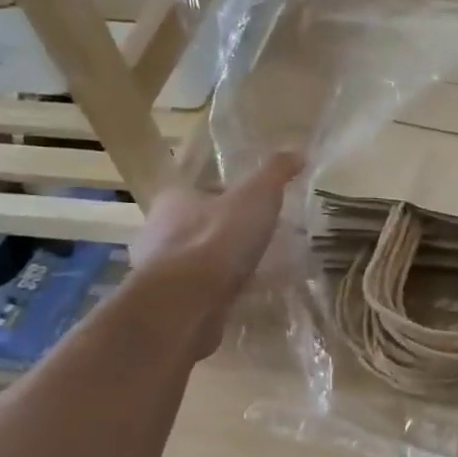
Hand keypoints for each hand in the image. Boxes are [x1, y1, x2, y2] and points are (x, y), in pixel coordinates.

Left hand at [129, 151, 303, 356]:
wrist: (186, 305)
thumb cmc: (217, 240)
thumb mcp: (256, 196)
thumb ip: (275, 172)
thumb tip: (298, 151)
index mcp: (173, 201)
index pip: (203, 191)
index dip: (231, 196)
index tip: (258, 207)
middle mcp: (159, 233)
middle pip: (200, 226)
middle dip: (228, 233)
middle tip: (263, 239)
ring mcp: (162, 273)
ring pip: (199, 262)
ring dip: (224, 266)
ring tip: (260, 271)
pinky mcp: (171, 305)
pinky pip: (202, 293)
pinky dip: (222, 293)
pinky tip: (247, 298)